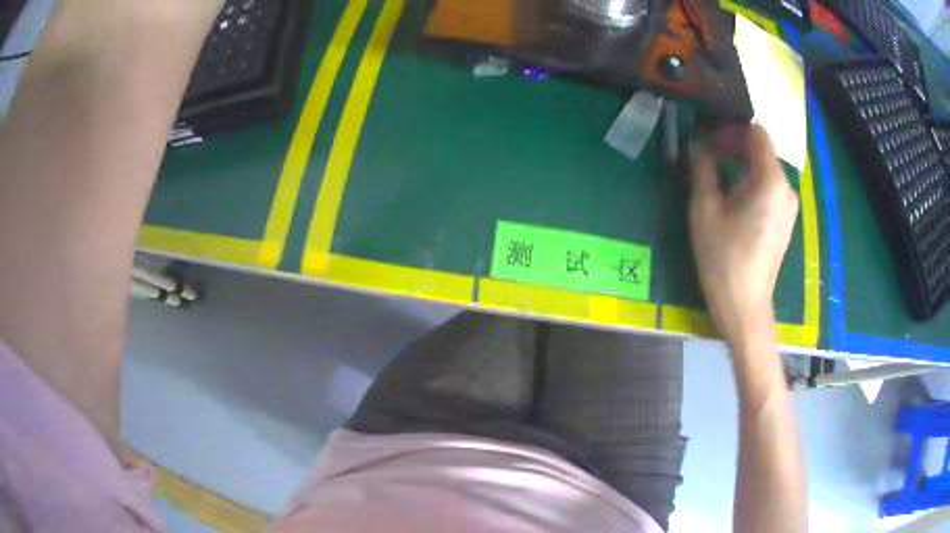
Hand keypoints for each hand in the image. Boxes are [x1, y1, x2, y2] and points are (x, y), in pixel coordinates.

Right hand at [687, 124, 798, 345]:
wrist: (744, 305)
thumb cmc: (723, 258)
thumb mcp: (704, 209)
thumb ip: (703, 167)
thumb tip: (698, 145)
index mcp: (770, 180)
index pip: (757, 132)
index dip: (732, 128)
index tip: (710, 138)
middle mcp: (786, 187)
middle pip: (762, 150)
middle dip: (735, 146)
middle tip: (707, 155)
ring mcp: (789, 205)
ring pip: (765, 169)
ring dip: (742, 164)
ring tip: (717, 176)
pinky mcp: (786, 219)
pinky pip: (769, 187)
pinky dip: (751, 182)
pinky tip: (734, 197)